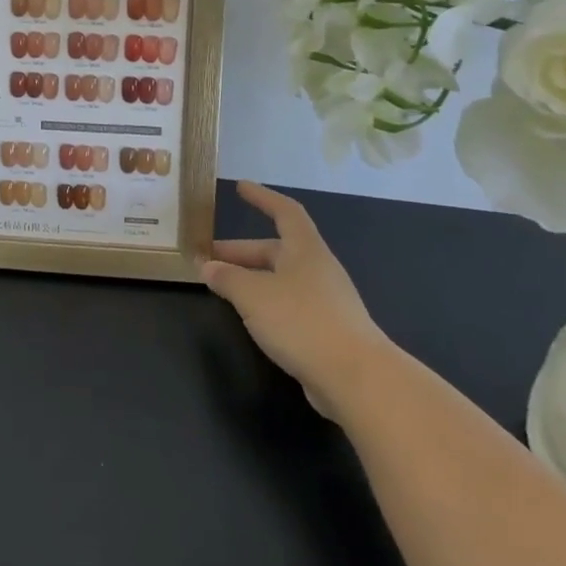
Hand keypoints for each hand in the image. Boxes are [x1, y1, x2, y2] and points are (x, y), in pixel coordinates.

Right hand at [201, 182, 392, 418]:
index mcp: (305, 251)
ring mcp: (326, 302)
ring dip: (251, 279)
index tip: (240, 187)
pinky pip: (289, 305)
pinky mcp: (327, 331)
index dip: (262, 198)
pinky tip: (249, 318)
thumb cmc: (302, 321)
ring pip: (281, 280)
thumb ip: (227, 278)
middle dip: (241, 252)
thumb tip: (208, 267)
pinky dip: (265, 304)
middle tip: (209, 259)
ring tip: (222, 289)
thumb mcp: (252, 294)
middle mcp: (318, 270)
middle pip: (276, 250)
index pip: (285, 212)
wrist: (357, 379)